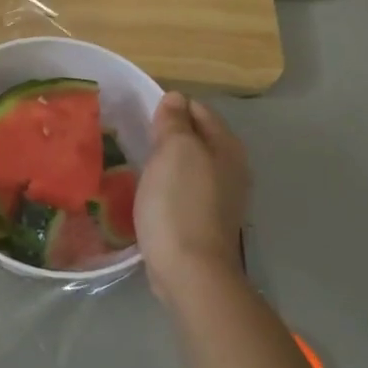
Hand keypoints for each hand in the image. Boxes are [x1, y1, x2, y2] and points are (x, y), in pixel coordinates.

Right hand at [136, 92, 251, 301]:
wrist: (189, 269)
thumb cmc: (179, 203)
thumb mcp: (174, 151)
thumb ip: (175, 122)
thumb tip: (175, 98)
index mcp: (227, 146)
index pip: (199, 110)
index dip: (172, 106)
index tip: (140, 113)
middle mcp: (232, 168)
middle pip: (198, 138)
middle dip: (170, 134)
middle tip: (135, 136)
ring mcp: (221, 198)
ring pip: (191, 165)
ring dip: (168, 161)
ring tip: (139, 162)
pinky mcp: (206, 221)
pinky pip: (185, 190)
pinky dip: (169, 185)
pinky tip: (150, 192)